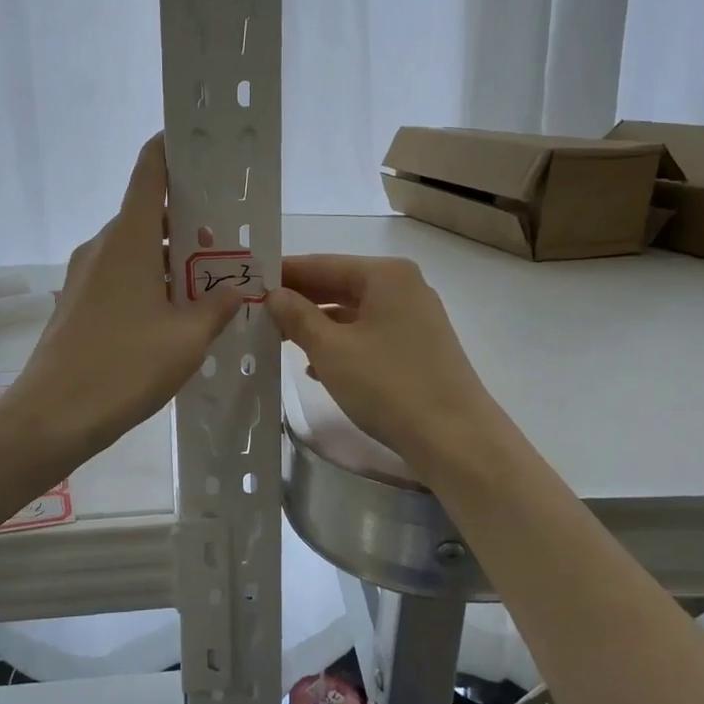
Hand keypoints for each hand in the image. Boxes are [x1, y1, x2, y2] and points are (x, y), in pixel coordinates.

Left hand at [5, 136, 244, 460]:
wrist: (51, 417)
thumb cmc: (124, 368)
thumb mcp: (187, 339)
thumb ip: (218, 308)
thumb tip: (238, 289)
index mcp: (127, 240)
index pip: (149, 172)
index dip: (171, 149)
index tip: (200, 145)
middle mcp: (102, 247)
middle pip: (147, 214)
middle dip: (187, 221)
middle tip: (226, 240)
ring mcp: (84, 275)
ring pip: (134, 249)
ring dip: (169, 257)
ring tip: (208, 282)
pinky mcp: (78, 302)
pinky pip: (120, 274)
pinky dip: (149, 279)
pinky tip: (173, 313)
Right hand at [266, 254, 500, 473]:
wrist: (455, 439)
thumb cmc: (388, 385)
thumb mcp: (331, 350)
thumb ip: (298, 317)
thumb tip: (274, 295)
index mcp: (385, 275)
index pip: (322, 263)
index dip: (283, 273)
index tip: (248, 282)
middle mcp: (403, 287)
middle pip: (339, 285)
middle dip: (299, 300)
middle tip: (256, 312)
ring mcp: (414, 318)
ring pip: (353, 313)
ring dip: (317, 325)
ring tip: (278, 339)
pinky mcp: (418, 348)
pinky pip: (369, 335)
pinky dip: (341, 345)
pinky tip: (315, 367)